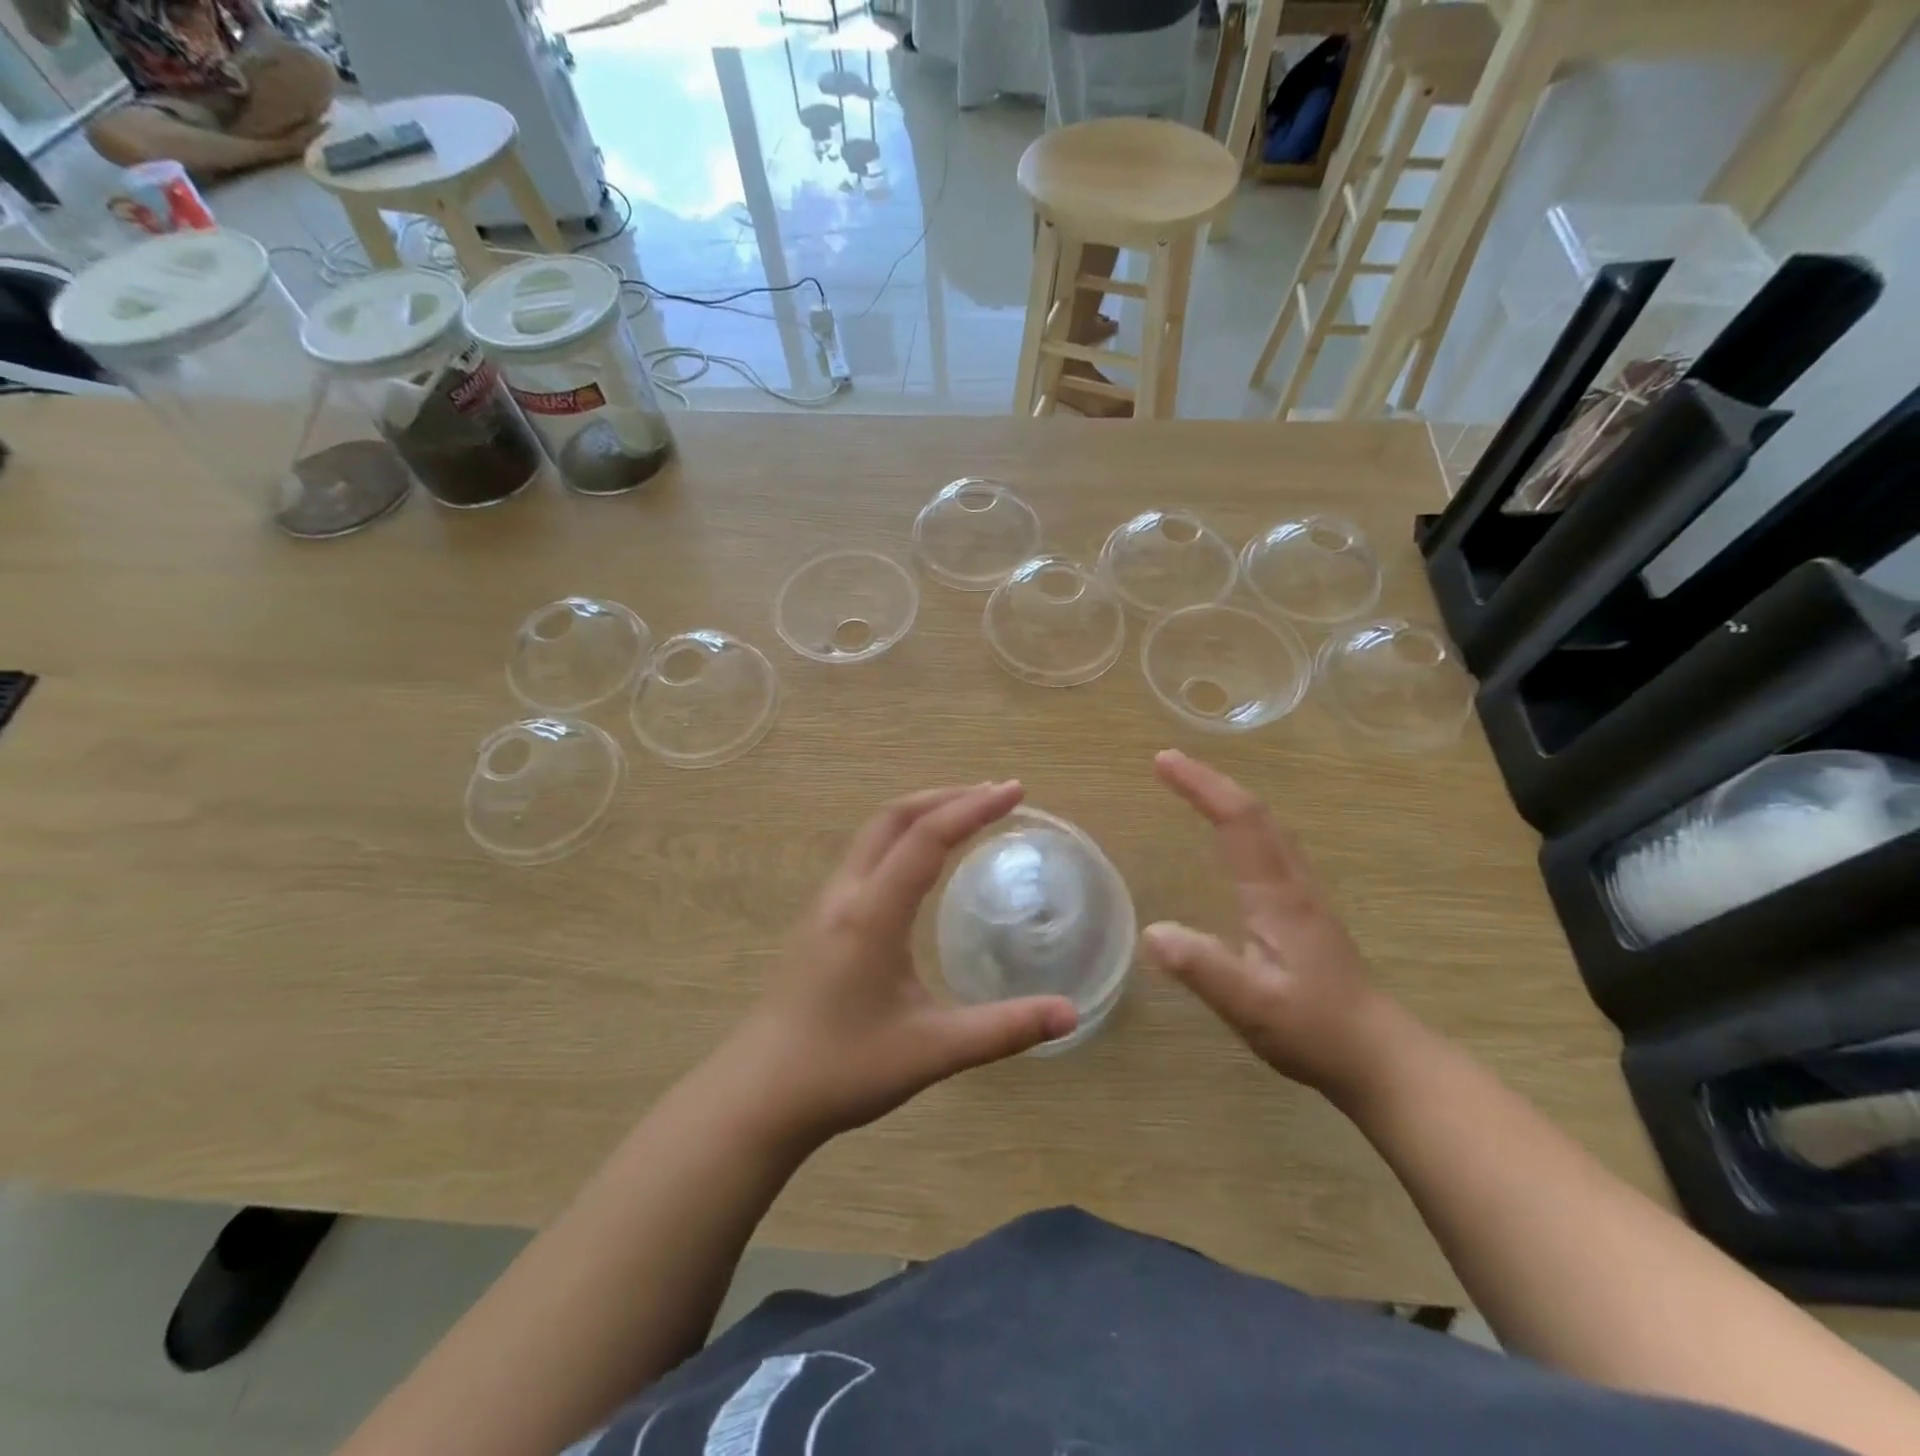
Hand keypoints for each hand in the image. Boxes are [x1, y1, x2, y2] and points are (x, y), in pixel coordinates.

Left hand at [720, 782, 1077, 1145]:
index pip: (927, 838)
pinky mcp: (820, 920)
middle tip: (995, 795)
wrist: (760, 1094)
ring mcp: (827, 904)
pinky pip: (865, 855)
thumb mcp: (932, 1051)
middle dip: (946, 796)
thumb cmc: (844, 1068)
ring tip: (965, 815)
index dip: (973, 808)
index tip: (1014, 791)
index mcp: (873, 913)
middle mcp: (846, 894)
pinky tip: (921, 863)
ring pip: (875, 833)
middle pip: (894, 817)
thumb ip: (1003, 1030)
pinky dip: (902, 837)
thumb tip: (1071, 1014)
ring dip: (921, 813)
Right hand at [1143, 750, 1402, 1102]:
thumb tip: (1152, 930)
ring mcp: (1303, 896)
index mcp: (1277, 896)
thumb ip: (1203, 968)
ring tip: (1193, 788)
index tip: (1163, 761)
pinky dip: (1243, 824)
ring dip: (1229, 798)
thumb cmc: (1316, 1030)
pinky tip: (1231, 838)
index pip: (1239, 821)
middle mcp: (1292, 884)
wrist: (1381, 1057)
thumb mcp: (1252, 1005)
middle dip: (1211, 781)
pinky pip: (1270, 846)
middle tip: (1169, 764)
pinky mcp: (1305, 912)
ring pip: (1267, 827)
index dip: (1202, 786)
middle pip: (1255, 813)